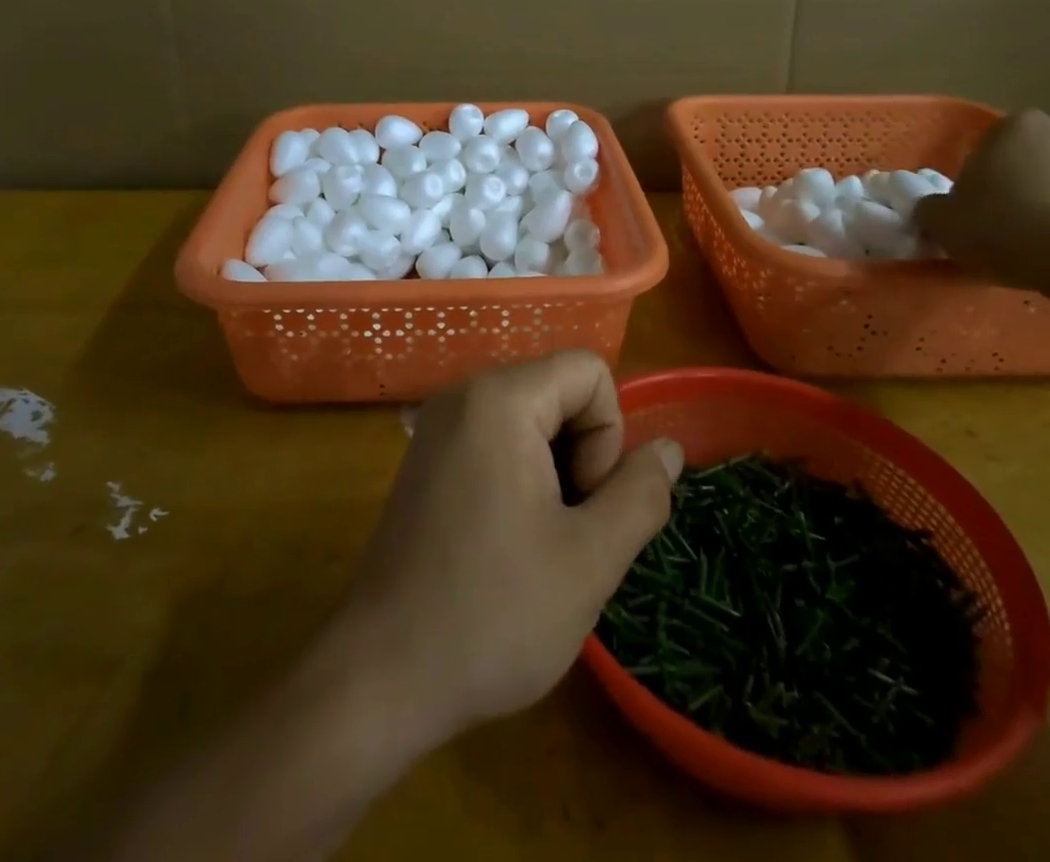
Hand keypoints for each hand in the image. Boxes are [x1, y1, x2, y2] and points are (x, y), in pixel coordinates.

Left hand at [331, 351, 681, 748]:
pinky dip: (521, 477)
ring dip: (555, 473)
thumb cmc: (492, 614)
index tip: (583, 505)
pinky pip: (497, 440)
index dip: (607, 436)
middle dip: (582, 455)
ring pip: (532, 420)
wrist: (381, 676)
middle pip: (559, 392)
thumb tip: (668, 448)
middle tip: (565, 532)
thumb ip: (641, 494)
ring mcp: (439, 425)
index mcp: (499, 398)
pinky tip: (508, 541)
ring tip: (539, 543)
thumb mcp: (590, 559)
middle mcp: (463, 394)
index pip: (589, 372)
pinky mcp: (427, 458)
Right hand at [916, 109, 1049, 294]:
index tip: (977, 209)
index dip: (981, 178)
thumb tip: (935, 210)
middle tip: (1011, 228)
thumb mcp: (943, 222)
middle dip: (1028, 188)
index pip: (991, 146)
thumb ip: (933, 209)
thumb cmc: (1006, 228)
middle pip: (1040, 162)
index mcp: (1018, 129)